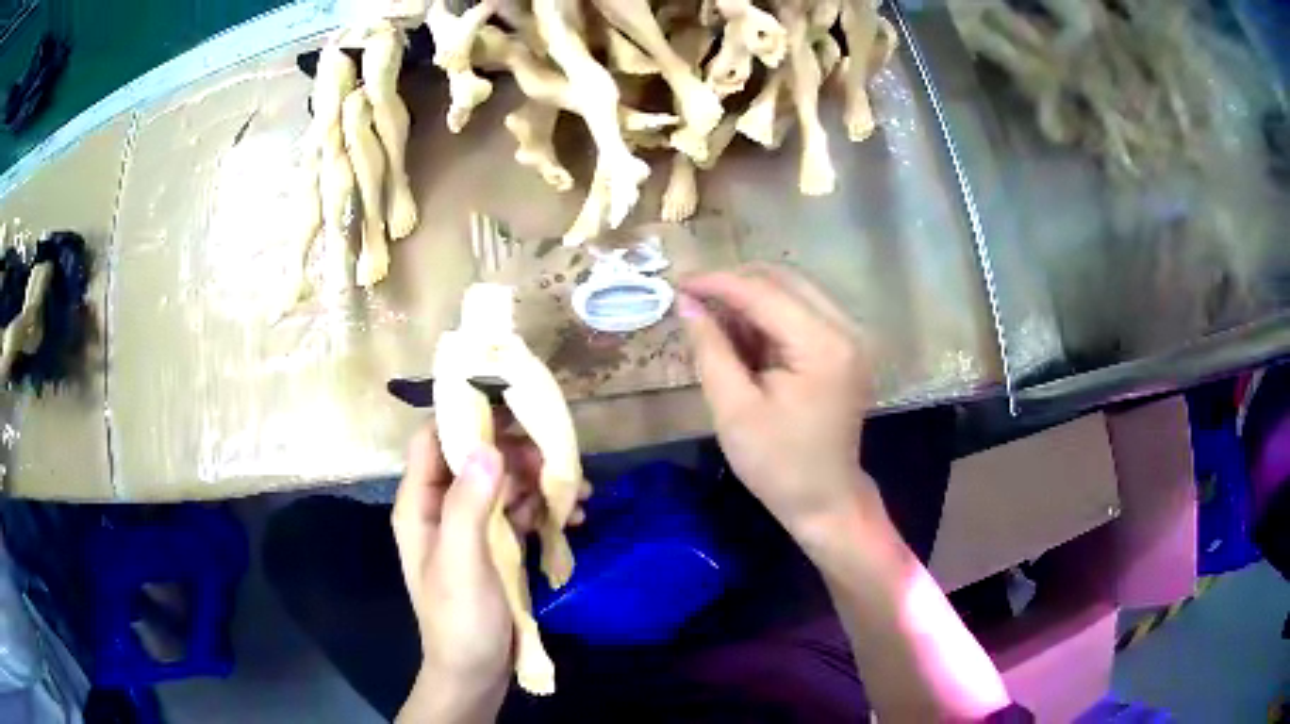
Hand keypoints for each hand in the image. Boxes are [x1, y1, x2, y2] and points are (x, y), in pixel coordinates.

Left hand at [391, 422, 589, 720]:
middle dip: (516, 452)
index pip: (434, 440)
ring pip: (503, 483)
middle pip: (476, 458)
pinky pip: (520, 512)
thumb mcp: (462, 564)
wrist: (475, 674)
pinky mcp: (495, 545)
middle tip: (559, 457)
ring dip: (539, 482)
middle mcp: (442, 508)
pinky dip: (546, 509)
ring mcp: (471, 527)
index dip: (465, 416)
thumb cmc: (461, 621)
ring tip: (579, 492)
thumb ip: (469, 506)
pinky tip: (574, 519)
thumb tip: (486, 446)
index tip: (510, 403)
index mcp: (420, 505)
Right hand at [679, 264, 876, 538]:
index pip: (764, 292)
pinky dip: (768, 317)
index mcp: (823, 345)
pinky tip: (741, 336)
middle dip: (734, 285)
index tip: (677, 282)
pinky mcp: (844, 349)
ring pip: (793, 292)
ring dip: (751, 299)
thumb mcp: (734, 409)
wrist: (825, 501)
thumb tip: (686, 303)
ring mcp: (849, 338)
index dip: (717, 283)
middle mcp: (845, 329)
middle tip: (692, 301)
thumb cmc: (778, 464)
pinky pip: (802, 313)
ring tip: (712, 321)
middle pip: (783, 280)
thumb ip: (710, 349)